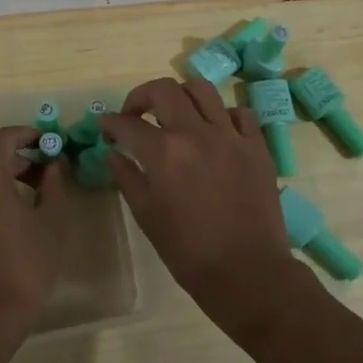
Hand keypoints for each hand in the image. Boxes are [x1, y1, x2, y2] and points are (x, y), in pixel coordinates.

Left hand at [0, 126, 72, 346]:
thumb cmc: (25, 265)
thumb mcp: (52, 223)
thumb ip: (55, 185)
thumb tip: (54, 164)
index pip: (3, 138)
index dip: (27, 134)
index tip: (48, 142)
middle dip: (20, 161)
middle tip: (48, 176)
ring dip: (5, 183)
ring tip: (33, 202)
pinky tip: (10, 226)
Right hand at [98, 78, 304, 339]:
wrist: (248, 273)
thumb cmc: (189, 252)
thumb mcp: (147, 216)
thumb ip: (127, 178)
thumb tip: (113, 154)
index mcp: (164, 153)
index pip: (128, 123)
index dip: (111, 122)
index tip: (105, 126)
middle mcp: (196, 133)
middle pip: (164, 89)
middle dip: (141, 96)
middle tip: (135, 114)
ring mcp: (231, 136)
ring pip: (202, 89)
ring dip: (181, 96)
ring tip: (175, 113)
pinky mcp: (257, 146)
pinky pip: (239, 113)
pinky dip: (221, 115)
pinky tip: (214, 132)